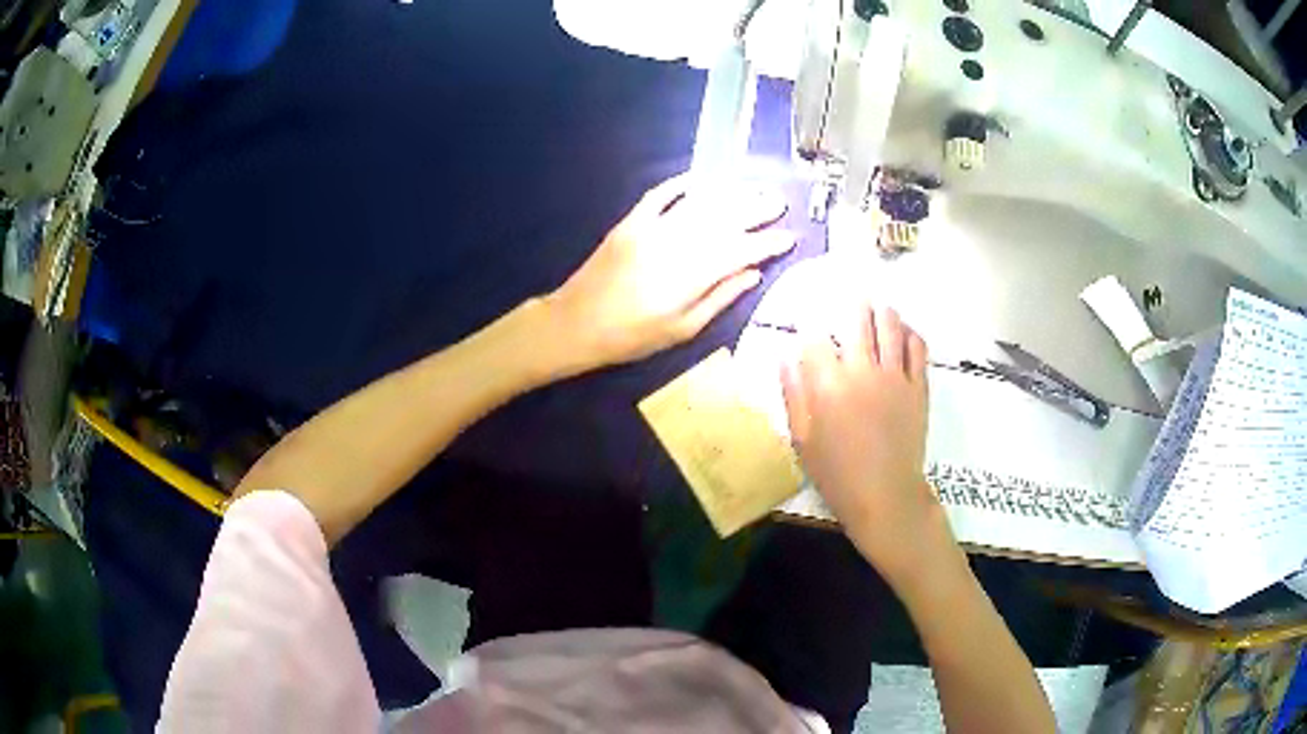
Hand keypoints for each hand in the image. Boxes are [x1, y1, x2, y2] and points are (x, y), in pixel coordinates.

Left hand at [545, 174, 793, 368]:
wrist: (575, 323)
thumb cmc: (632, 337)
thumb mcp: (683, 329)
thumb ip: (721, 298)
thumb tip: (754, 273)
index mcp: (691, 277)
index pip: (740, 251)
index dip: (768, 243)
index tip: (789, 237)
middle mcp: (675, 245)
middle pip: (724, 220)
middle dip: (756, 209)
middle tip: (780, 201)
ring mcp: (651, 229)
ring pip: (699, 203)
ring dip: (730, 193)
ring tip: (755, 187)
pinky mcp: (631, 222)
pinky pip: (661, 195)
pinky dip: (683, 184)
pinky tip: (705, 179)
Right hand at [781, 306, 952, 587]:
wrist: (885, 496)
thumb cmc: (837, 474)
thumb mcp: (802, 440)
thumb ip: (792, 395)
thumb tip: (785, 357)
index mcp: (828, 385)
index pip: (815, 339)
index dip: (809, 331)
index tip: (809, 333)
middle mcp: (862, 370)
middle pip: (857, 318)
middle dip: (849, 305)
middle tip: (848, 302)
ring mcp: (894, 375)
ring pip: (890, 324)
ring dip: (880, 311)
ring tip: (876, 309)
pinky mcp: (918, 385)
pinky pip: (917, 346)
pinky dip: (909, 332)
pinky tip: (903, 333)